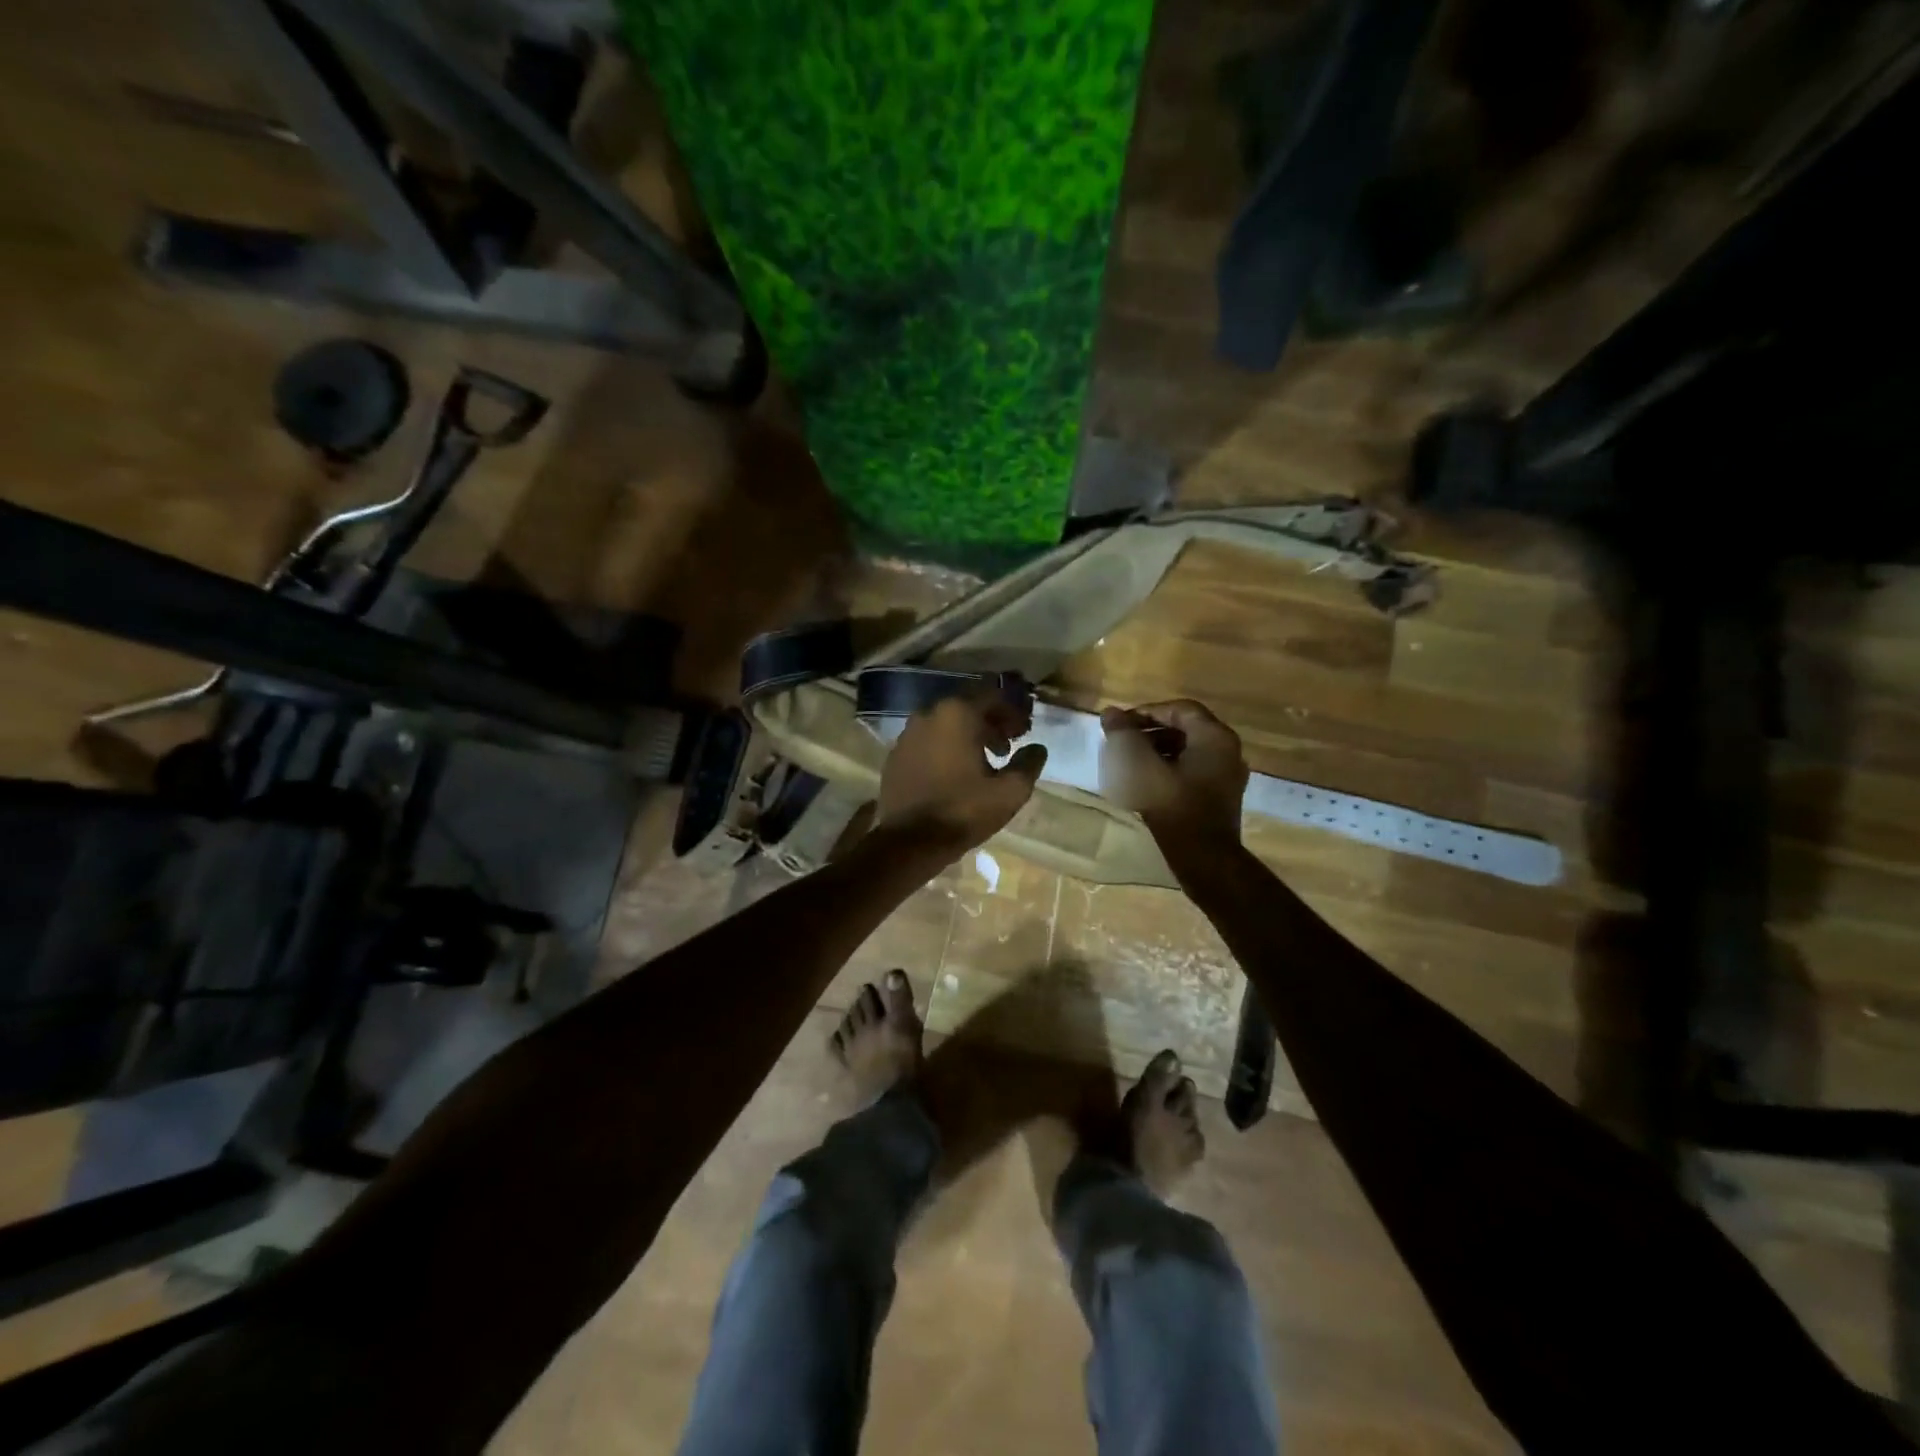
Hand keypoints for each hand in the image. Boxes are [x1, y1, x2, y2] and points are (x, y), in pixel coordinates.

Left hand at [875, 691, 1048, 854]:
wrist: (910, 841)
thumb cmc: (964, 810)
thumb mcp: (1009, 792)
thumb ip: (1028, 764)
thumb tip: (1037, 749)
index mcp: (958, 714)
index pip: (993, 695)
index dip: (1013, 710)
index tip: (1025, 731)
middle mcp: (929, 713)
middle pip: (968, 705)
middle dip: (991, 720)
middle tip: (1009, 744)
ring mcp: (907, 733)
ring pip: (946, 722)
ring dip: (968, 733)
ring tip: (986, 759)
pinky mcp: (896, 754)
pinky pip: (927, 740)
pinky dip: (945, 746)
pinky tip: (955, 771)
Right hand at [1099, 699, 1247, 842]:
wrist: (1205, 859)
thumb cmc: (1173, 807)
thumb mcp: (1141, 768)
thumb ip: (1125, 737)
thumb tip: (1110, 713)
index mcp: (1214, 737)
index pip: (1179, 709)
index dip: (1146, 712)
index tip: (1120, 725)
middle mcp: (1227, 749)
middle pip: (1185, 727)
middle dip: (1150, 731)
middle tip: (1123, 741)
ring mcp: (1227, 773)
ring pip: (1188, 749)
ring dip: (1158, 749)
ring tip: (1129, 761)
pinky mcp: (1221, 794)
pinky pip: (1194, 768)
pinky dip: (1170, 767)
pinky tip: (1147, 781)